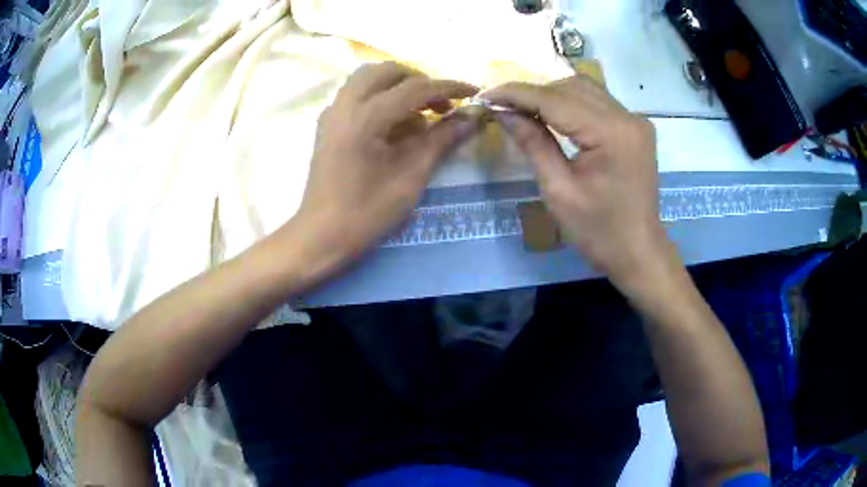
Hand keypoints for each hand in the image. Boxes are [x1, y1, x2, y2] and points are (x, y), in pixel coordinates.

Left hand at [290, 62, 477, 271]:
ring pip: (368, 78)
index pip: (416, 88)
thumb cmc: (367, 212)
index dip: (449, 87)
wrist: (321, 235)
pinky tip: (393, 123)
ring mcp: (332, 112)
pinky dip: (379, 97)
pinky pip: (356, 94)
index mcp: (366, 116)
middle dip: (420, 81)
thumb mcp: (411, 176)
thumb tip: (471, 118)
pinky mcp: (327, 124)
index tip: (474, 92)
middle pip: (388, 71)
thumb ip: (441, 139)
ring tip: (419, 112)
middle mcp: (345, 103)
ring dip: (398, 86)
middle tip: (442, 105)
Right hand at [485, 76, 671, 289]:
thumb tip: (502, 111)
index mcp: (611, 133)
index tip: (485, 95)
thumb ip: (532, 143)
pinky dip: (571, 103)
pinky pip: (598, 102)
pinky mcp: (635, 128)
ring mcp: (635, 121)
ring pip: (584, 89)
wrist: (638, 252)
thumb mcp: (558, 190)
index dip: (517, 94)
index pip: (555, 99)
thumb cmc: (598, 231)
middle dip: (533, 93)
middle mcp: (627, 117)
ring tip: (523, 109)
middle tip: (502, 106)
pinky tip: (552, 114)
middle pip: (571, 87)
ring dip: (551, 94)